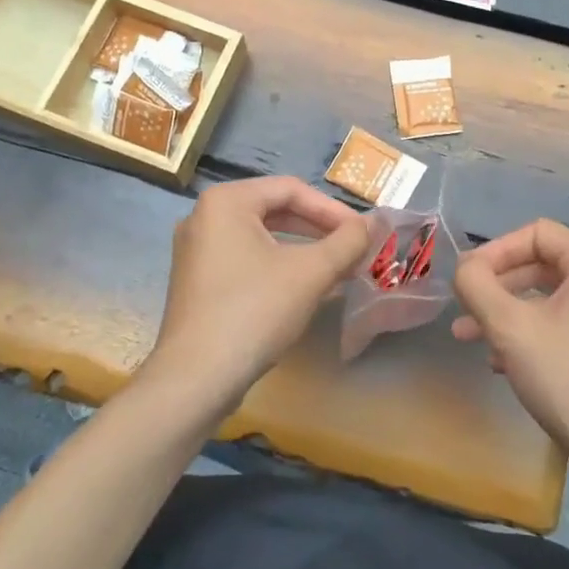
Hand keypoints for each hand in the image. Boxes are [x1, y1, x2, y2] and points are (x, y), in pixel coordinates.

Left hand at [140, 177, 369, 421]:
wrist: (195, 379)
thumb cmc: (254, 311)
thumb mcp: (310, 273)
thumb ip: (346, 242)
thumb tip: (374, 223)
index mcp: (226, 200)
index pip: (291, 189)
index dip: (333, 210)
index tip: (364, 234)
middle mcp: (205, 216)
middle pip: (275, 211)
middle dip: (319, 231)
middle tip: (354, 250)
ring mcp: (196, 251)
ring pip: (262, 238)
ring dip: (303, 251)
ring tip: (338, 270)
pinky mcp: (197, 282)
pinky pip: (246, 260)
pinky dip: (278, 268)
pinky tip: (305, 289)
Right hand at [453, 220, 568, 501]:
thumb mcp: (510, 328)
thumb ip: (477, 286)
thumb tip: (465, 268)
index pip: (536, 234)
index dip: (494, 252)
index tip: (465, 280)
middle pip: (545, 264)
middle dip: (498, 287)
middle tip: (463, 310)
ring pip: (555, 297)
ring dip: (511, 313)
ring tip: (473, 339)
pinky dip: (538, 331)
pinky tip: (506, 361)